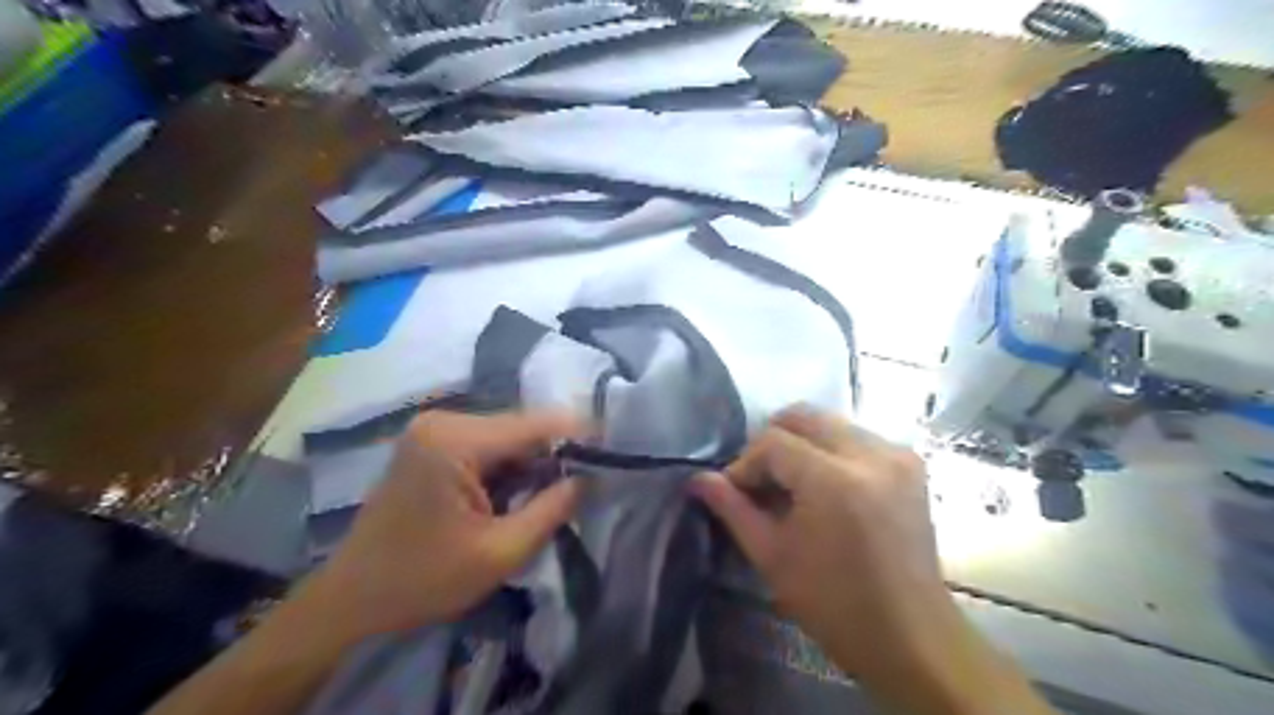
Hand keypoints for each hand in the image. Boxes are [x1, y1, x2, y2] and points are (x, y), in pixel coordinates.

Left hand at [308, 412, 579, 638]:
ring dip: (531, 464)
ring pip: (505, 437)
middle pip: (520, 428)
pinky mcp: (430, 445)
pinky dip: (508, 468)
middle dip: (553, 455)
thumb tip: (589, 478)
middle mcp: (443, 421)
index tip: (613, 450)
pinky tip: (517, 495)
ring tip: (554, 494)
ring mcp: (433, 431)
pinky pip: (485, 446)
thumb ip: (552, 510)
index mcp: (455, 440)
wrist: (351, 600)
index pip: (536, 424)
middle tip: (584, 485)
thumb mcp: (499, 554)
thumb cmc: (422, 580)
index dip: (579, 435)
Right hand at [694, 407, 1050, 713]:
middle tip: (761, 482)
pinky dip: (831, 452)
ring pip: (830, 423)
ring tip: (793, 487)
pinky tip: (825, 489)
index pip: (773, 442)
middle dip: (772, 444)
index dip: (746, 463)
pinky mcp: (910, 463)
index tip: (735, 492)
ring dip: (802, 446)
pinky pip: (856, 438)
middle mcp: (871, 454)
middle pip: (803, 417)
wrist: (911, 636)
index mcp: (835, 480)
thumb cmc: (834, 603)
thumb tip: (697, 479)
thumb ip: (732, 508)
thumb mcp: (772, 556)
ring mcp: (896, 455)